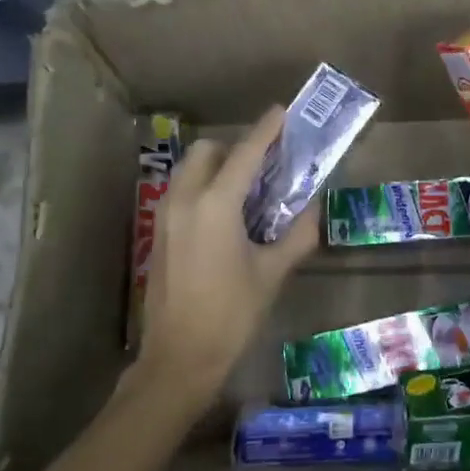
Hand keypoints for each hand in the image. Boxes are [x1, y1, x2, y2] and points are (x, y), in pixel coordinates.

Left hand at [137, 107, 318, 406]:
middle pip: (207, 152)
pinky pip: (181, 192)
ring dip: (216, 166)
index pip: (245, 154)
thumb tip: (312, 211)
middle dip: (235, 148)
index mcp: (215, 205)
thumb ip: (296, 235)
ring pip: (189, 170)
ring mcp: (165, 217)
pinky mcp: (157, 234)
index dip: (266, 130)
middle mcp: (185, 201)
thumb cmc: (231, 315)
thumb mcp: (272, 274)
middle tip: (265, 165)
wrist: (179, 359)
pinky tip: (225, 216)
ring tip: (246, 189)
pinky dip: (203, 187)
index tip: (281, 111)